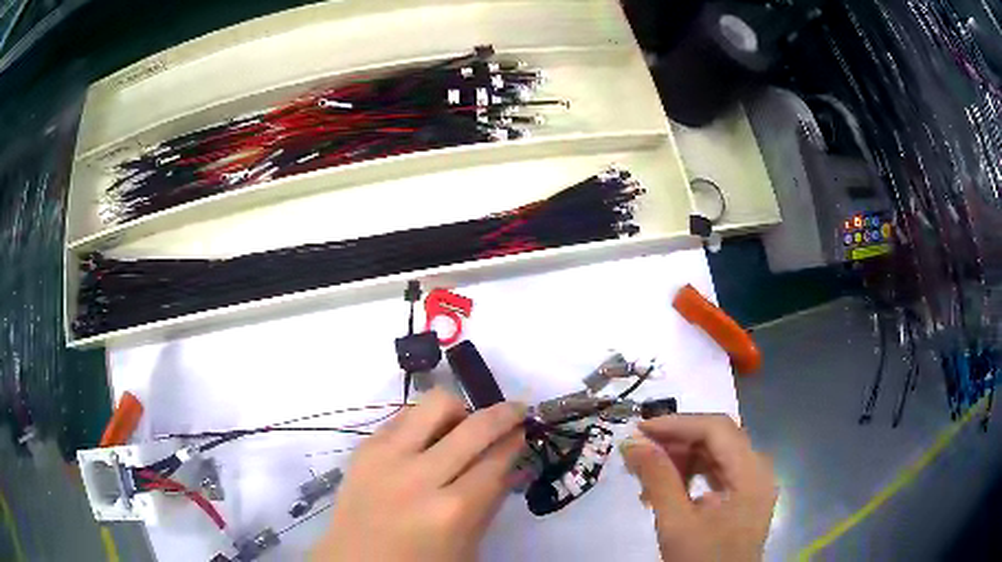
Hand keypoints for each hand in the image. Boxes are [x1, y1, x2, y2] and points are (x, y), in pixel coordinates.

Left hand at [313, 389, 525, 561]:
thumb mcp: (468, 544)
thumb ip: (490, 500)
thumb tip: (511, 462)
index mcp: (452, 511)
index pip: (497, 460)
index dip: (516, 441)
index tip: (525, 431)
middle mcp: (419, 477)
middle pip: (474, 426)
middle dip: (504, 413)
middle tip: (515, 413)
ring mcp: (386, 457)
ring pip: (435, 403)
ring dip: (459, 411)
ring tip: (462, 429)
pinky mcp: (363, 448)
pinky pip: (403, 416)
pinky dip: (424, 422)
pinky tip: (426, 441)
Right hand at [620, 414, 776, 561]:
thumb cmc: (701, 559)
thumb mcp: (676, 522)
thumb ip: (658, 479)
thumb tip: (632, 442)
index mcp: (751, 472)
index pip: (716, 429)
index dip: (676, 424)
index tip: (638, 430)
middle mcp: (758, 469)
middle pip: (718, 438)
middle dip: (676, 441)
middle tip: (638, 451)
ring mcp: (752, 483)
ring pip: (715, 454)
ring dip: (680, 458)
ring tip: (646, 473)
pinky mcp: (743, 496)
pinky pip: (716, 472)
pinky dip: (690, 475)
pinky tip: (666, 489)